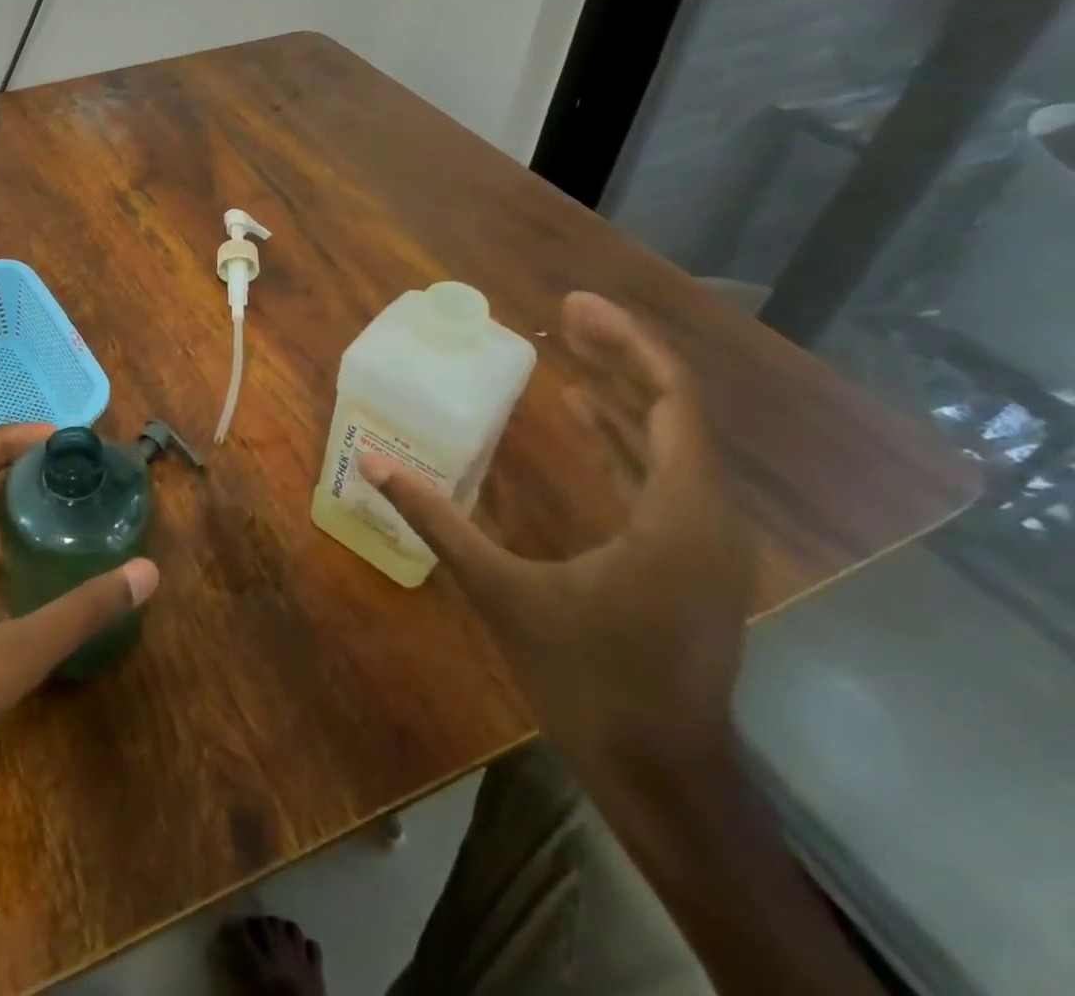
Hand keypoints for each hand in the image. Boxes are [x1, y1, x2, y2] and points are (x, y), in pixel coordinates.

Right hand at [360, 291, 753, 771]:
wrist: (663, 776)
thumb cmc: (589, 682)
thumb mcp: (503, 593)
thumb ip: (439, 522)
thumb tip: (374, 465)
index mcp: (680, 514)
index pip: (671, 400)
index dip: (626, 344)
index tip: (573, 307)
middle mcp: (709, 515)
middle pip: (676, 409)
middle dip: (622, 355)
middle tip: (566, 315)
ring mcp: (704, 539)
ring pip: (673, 441)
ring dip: (624, 393)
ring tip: (573, 352)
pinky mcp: (688, 557)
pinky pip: (664, 473)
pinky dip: (624, 437)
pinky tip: (588, 418)